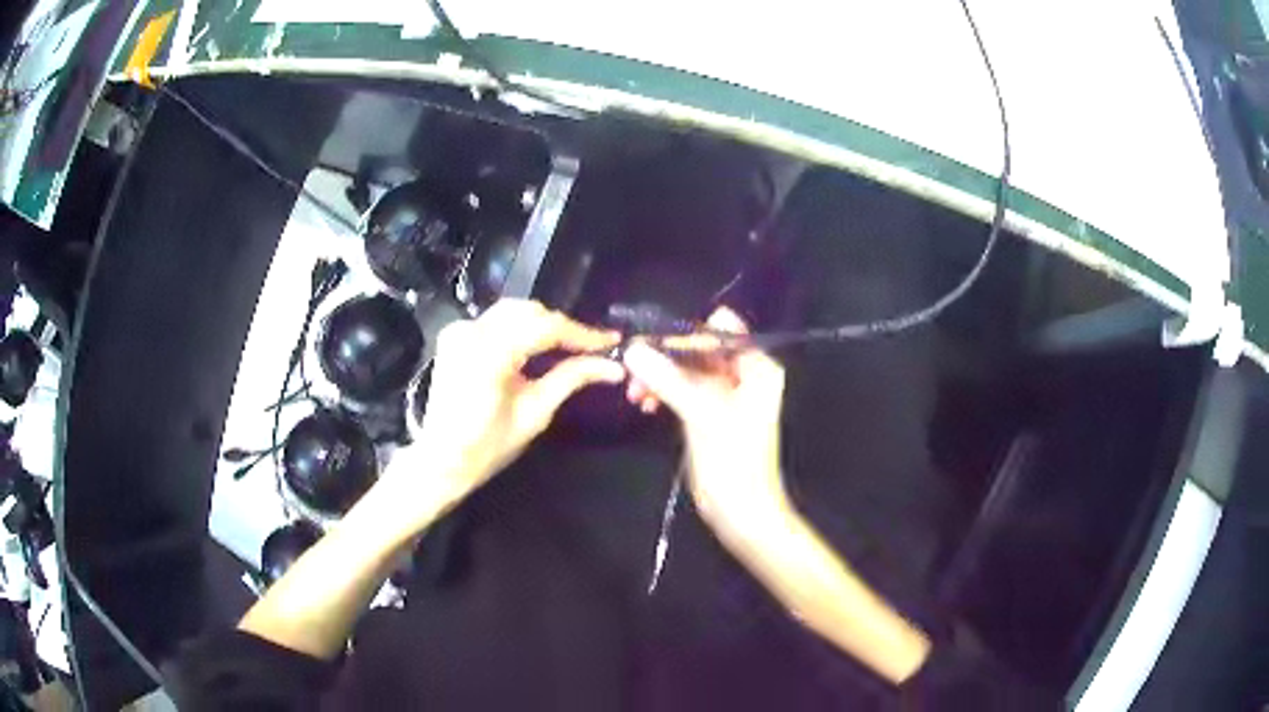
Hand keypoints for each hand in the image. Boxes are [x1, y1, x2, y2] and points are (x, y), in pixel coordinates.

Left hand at [385, 300, 621, 528]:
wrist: (441, 458)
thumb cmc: (488, 446)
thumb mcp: (535, 413)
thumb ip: (571, 378)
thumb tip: (613, 366)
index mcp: (489, 353)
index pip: (545, 328)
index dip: (581, 333)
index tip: (611, 341)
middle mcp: (471, 331)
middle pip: (529, 312)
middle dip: (563, 327)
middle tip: (592, 347)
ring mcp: (459, 330)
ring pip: (513, 311)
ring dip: (543, 323)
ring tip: (570, 344)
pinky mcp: (455, 334)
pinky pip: (496, 320)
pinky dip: (520, 327)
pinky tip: (536, 344)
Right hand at [622, 307, 789, 540]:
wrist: (741, 511)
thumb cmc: (732, 460)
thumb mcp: (701, 413)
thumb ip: (668, 378)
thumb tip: (633, 350)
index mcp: (757, 367)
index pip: (719, 331)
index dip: (684, 336)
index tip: (648, 345)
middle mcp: (746, 374)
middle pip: (701, 350)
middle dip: (667, 358)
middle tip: (632, 368)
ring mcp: (728, 394)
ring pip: (689, 370)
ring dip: (661, 377)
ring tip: (635, 394)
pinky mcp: (712, 413)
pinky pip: (686, 390)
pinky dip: (666, 393)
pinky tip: (645, 403)